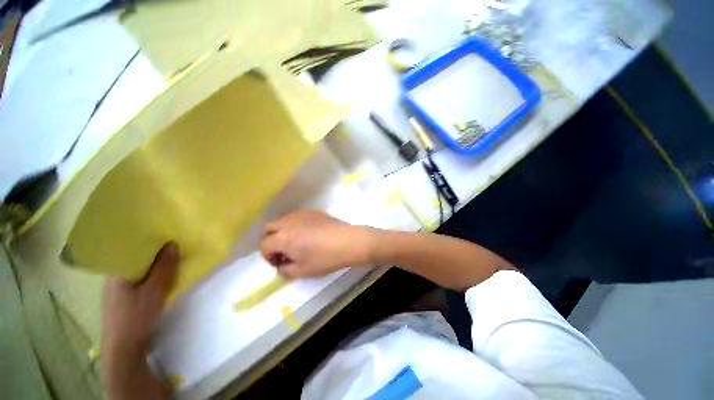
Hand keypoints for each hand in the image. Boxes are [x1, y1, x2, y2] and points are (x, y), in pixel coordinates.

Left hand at [101, 242, 178, 399]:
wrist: (124, 348)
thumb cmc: (136, 316)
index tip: (164, 232)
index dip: (146, 239)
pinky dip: (150, 274)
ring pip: (137, 269)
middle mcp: (114, 276)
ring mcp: (117, 288)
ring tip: (169, 256)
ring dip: (153, 263)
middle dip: (153, 250)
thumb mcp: (154, 290)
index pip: (128, 248)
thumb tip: (173, 243)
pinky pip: (138, 278)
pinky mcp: (123, 297)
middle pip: (134, 257)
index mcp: (116, 272)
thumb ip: (164, 267)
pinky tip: (160, 275)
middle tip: (172, 242)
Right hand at [260, 210, 375, 277]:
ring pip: (283, 220)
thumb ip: (285, 270)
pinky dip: (295, 225)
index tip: (280, 263)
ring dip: (283, 231)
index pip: (264, 246)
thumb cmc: (324, 258)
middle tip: (284, 251)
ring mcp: (301, 214)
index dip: (268, 257)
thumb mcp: (302, 271)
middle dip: (272, 240)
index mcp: (282, 238)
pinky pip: (297, 216)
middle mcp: (288, 222)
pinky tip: (309, 233)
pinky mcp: (313, 211)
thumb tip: (281, 266)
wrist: (348, 241)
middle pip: (269, 228)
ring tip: (297, 242)